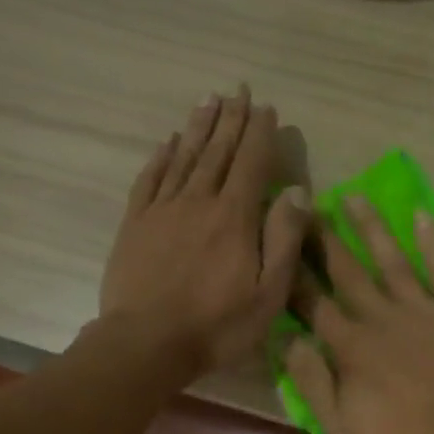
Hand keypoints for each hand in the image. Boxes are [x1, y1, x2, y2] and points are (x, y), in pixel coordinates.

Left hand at [99, 86, 309, 374]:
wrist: (146, 343)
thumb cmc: (216, 325)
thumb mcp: (268, 293)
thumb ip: (284, 240)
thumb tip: (298, 192)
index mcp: (234, 217)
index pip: (252, 163)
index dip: (261, 133)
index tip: (267, 108)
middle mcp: (198, 201)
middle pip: (218, 151)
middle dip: (231, 119)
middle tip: (238, 90)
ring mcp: (162, 210)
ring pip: (184, 158)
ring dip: (198, 127)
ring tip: (208, 100)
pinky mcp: (135, 224)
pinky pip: (150, 180)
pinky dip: (161, 157)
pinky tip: (167, 143)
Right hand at [285, 195, 433, 433]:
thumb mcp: (340, 425)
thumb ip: (311, 380)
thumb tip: (286, 339)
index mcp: (349, 345)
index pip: (312, 302)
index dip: (292, 273)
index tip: (278, 242)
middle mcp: (381, 317)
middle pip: (347, 272)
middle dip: (323, 239)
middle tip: (306, 205)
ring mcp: (422, 311)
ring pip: (391, 261)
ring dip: (371, 229)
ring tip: (353, 197)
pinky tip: (423, 217)